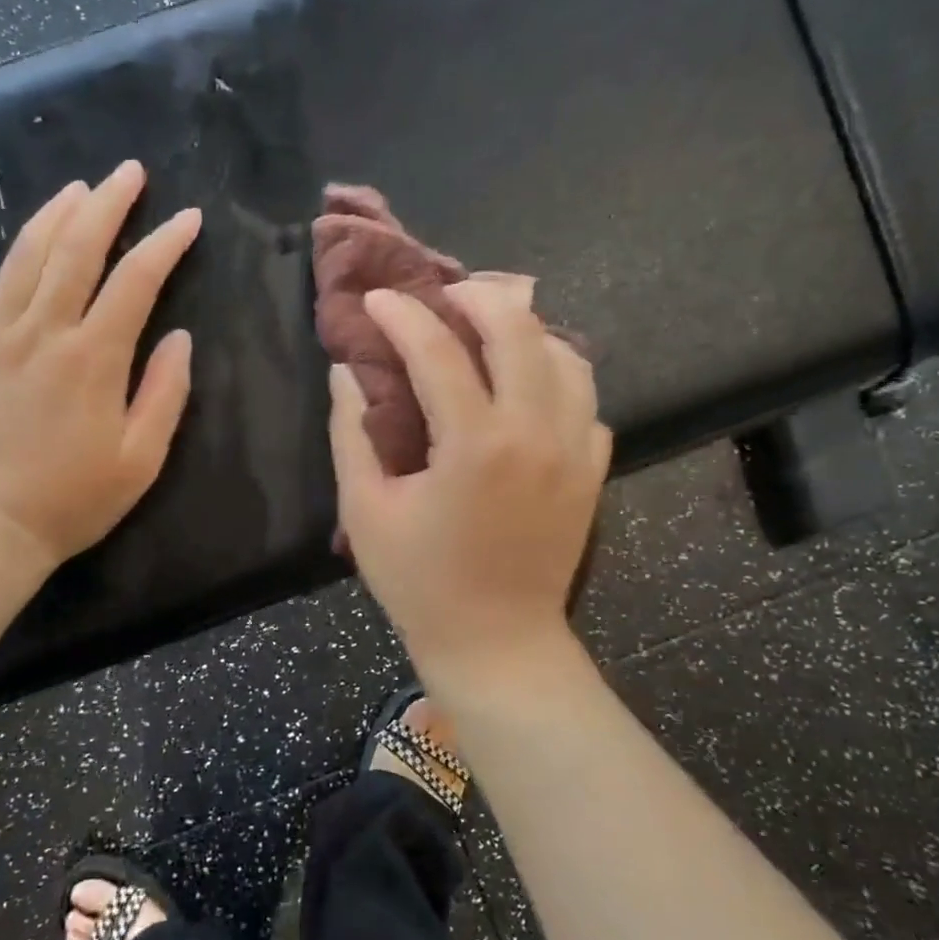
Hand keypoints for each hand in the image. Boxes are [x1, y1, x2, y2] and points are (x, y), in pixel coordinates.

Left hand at [0, 160, 200, 575]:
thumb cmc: (74, 499)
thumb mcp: (142, 458)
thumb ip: (164, 392)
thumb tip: (178, 338)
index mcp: (93, 357)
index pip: (136, 281)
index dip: (165, 244)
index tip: (188, 218)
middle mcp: (42, 333)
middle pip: (76, 251)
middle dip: (107, 205)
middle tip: (127, 172)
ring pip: (21, 260)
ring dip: (50, 217)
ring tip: (74, 189)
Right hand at [329, 280, 610, 678]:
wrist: (497, 642)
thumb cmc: (420, 583)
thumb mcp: (366, 510)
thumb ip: (351, 433)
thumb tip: (346, 370)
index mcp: (474, 445)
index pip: (437, 351)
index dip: (401, 315)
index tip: (377, 299)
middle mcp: (534, 434)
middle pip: (518, 330)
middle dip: (477, 297)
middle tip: (443, 297)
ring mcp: (574, 451)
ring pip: (566, 356)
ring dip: (525, 332)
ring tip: (489, 332)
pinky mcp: (593, 472)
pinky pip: (585, 402)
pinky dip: (557, 378)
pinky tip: (527, 389)